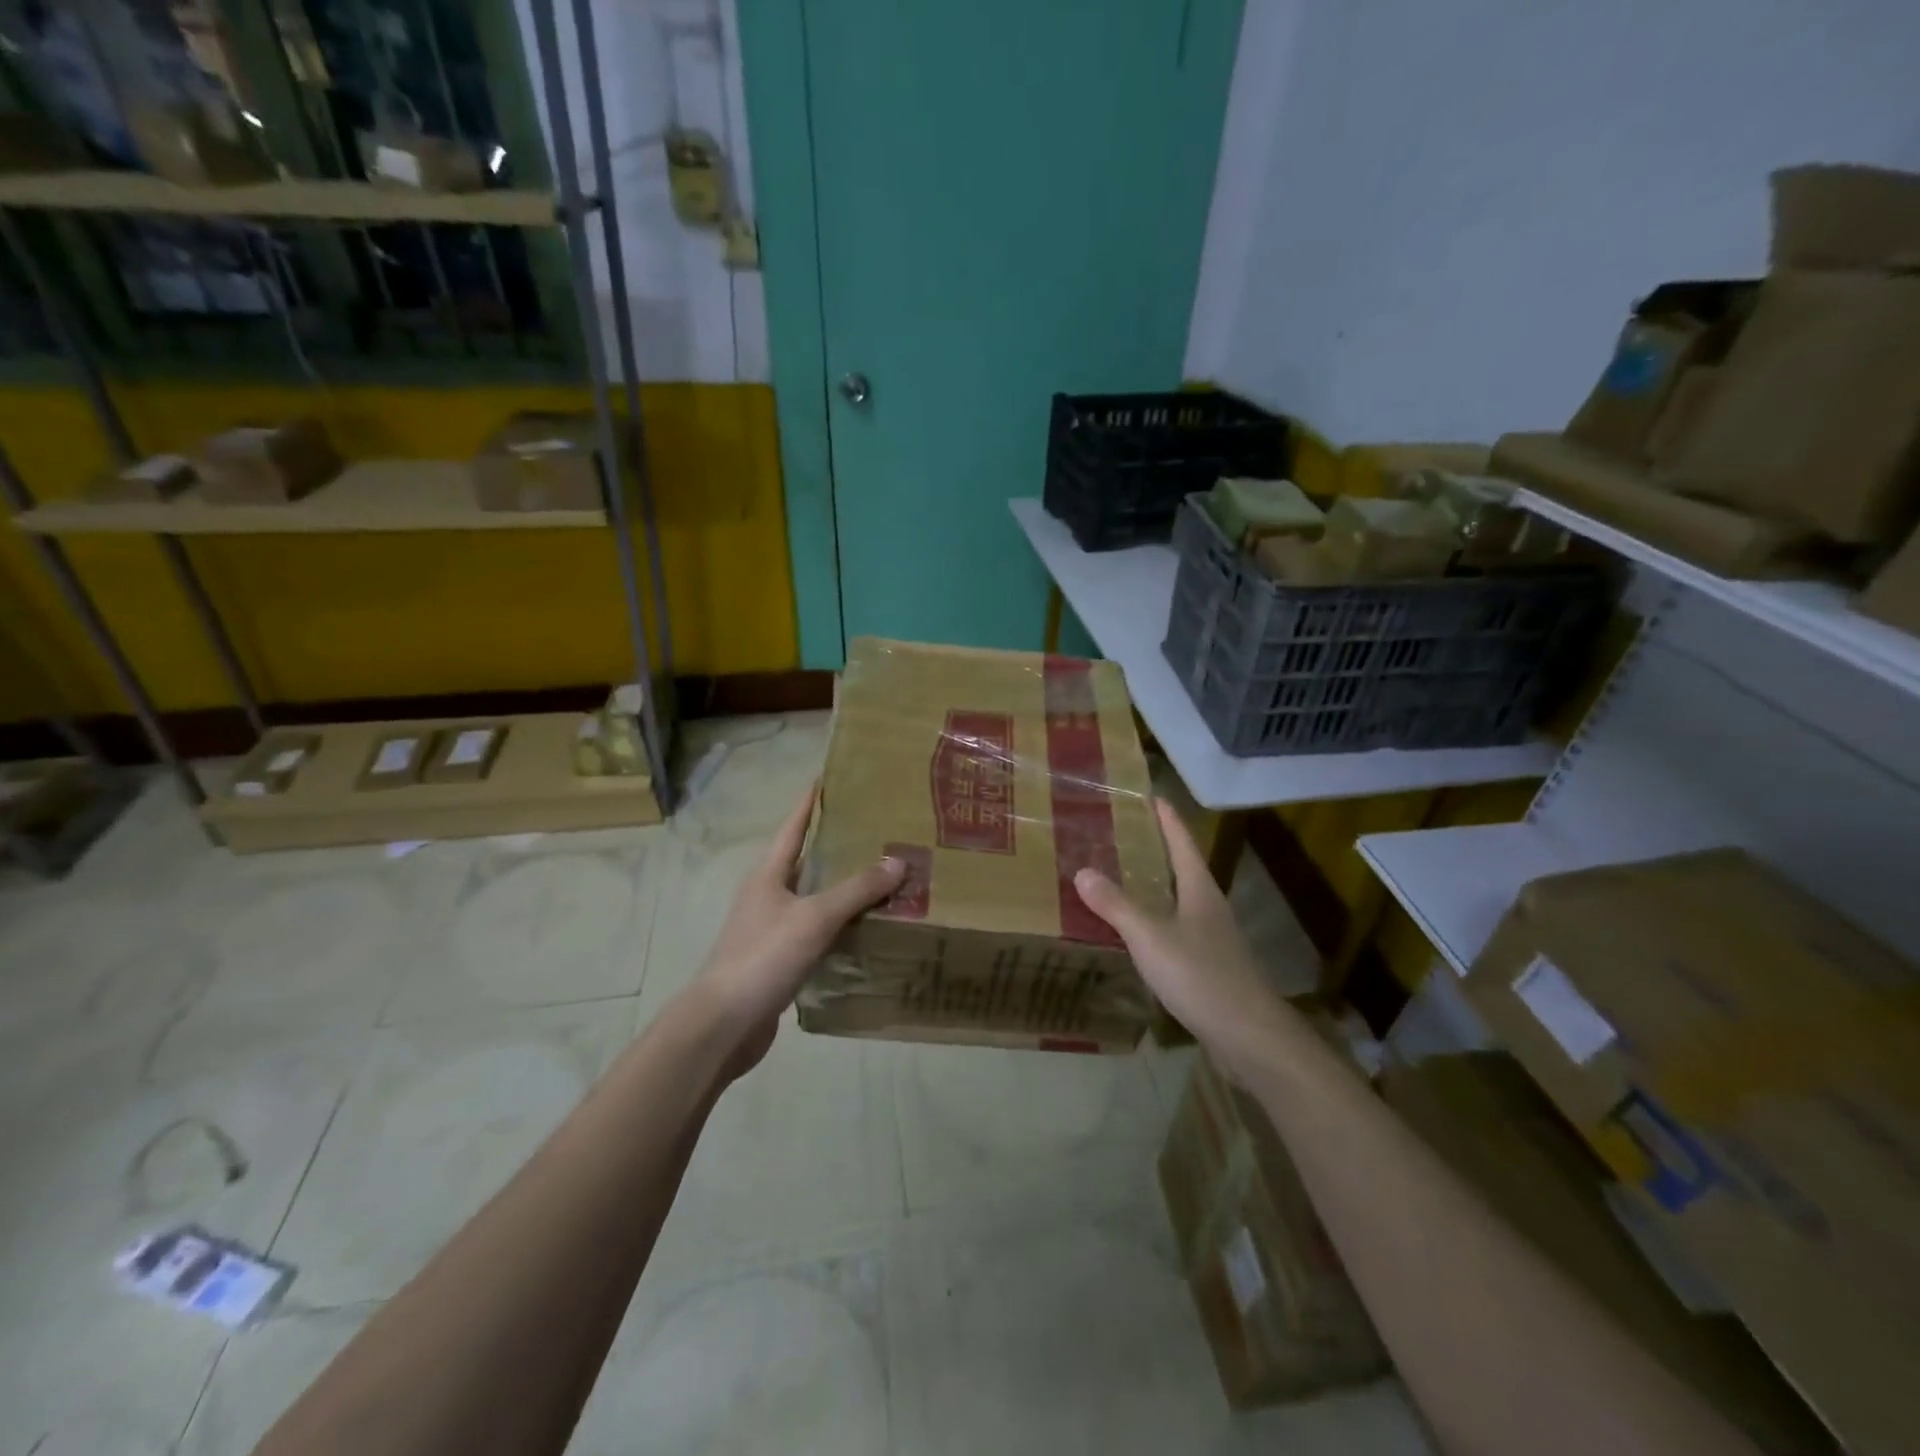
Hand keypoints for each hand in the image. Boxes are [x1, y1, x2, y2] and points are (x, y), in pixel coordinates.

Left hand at [683, 786, 905, 1074]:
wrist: (724, 1025)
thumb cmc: (764, 957)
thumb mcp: (814, 917)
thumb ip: (856, 890)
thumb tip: (898, 861)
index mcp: (768, 875)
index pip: (793, 827)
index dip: (811, 802)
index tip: (831, 778)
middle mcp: (767, 895)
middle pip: (805, 861)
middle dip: (838, 845)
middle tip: (878, 831)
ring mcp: (771, 929)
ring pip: (813, 898)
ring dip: (843, 888)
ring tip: (883, 877)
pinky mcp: (779, 960)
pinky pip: (816, 931)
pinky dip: (839, 925)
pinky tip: (866, 929)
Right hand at [1074, 799, 1294, 1074]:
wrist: (1249, 1037)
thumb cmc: (1201, 976)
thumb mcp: (1151, 937)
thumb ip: (1116, 905)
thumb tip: (1082, 871)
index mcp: (1200, 889)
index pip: (1181, 841)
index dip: (1166, 817)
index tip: (1148, 795)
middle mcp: (1209, 906)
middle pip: (1181, 867)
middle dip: (1154, 849)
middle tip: (1117, 835)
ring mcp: (1212, 938)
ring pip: (1178, 900)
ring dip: (1153, 887)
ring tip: (1118, 878)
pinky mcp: (1208, 966)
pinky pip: (1175, 931)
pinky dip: (1153, 921)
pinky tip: (1134, 933)